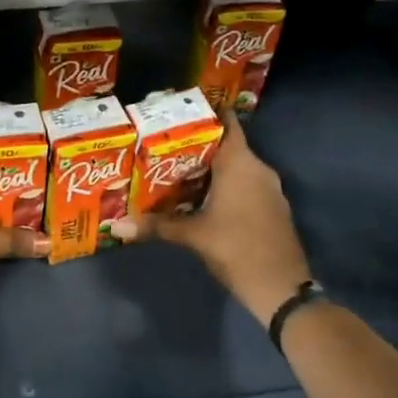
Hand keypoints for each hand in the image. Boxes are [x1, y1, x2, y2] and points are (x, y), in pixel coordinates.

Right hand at [112, 113, 310, 322]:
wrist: (280, 286)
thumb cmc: (236, 248)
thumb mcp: (192, 235)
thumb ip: (156, 225)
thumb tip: (116, 226)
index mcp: (241, 164)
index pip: (227, 124)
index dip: (206, 114)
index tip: (180, 111)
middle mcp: (258, 169)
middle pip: (227, 146)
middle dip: (198, 145)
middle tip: (165, 145)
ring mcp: (269, 189)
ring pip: (237, 167)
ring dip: (212, 168)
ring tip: (177, 170)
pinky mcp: (272, 207)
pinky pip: (246, 184)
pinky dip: (226, 185)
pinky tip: (202, 197)